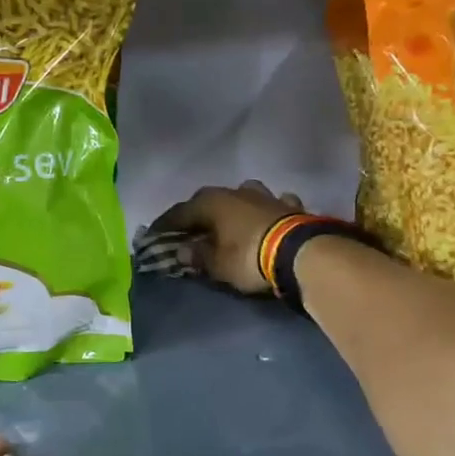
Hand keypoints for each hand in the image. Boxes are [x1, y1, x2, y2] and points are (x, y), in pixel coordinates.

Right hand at [153, 181, 304, 295]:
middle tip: (190, 230)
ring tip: (229, 221)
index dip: (165, 225)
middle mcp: (235, 191)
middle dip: (198, 214)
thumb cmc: (248, 257)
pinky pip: (272, 204)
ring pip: (242, 195)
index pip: (179, 213)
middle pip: (209, 201)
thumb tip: (183, 250)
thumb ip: (197, 255)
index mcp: (211, 202)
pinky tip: (267, 217)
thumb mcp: (217, 264)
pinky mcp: (290, 205)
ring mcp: (265, 195)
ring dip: (234, 207)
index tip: (153, 235)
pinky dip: (266, 211)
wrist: (301, 252)